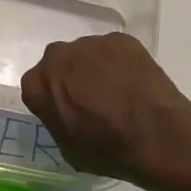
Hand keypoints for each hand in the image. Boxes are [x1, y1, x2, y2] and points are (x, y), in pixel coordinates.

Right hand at [21, 33, 190, 177]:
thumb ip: (57, 119)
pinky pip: (113, 50)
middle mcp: (58, 56)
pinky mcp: (120, 39)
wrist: (156, 136)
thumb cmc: (107, 151)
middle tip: (90, 99)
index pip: (35, 86)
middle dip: (70, 76)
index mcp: (38, 84)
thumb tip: (65, 110)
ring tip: (117, 91)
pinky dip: (120, 63)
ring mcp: (91, 44)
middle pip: (58, 63)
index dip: (51, 99)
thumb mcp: (67, 148)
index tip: (66, 111)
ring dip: (95, 68)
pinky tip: (134, 83)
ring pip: (86, 54)